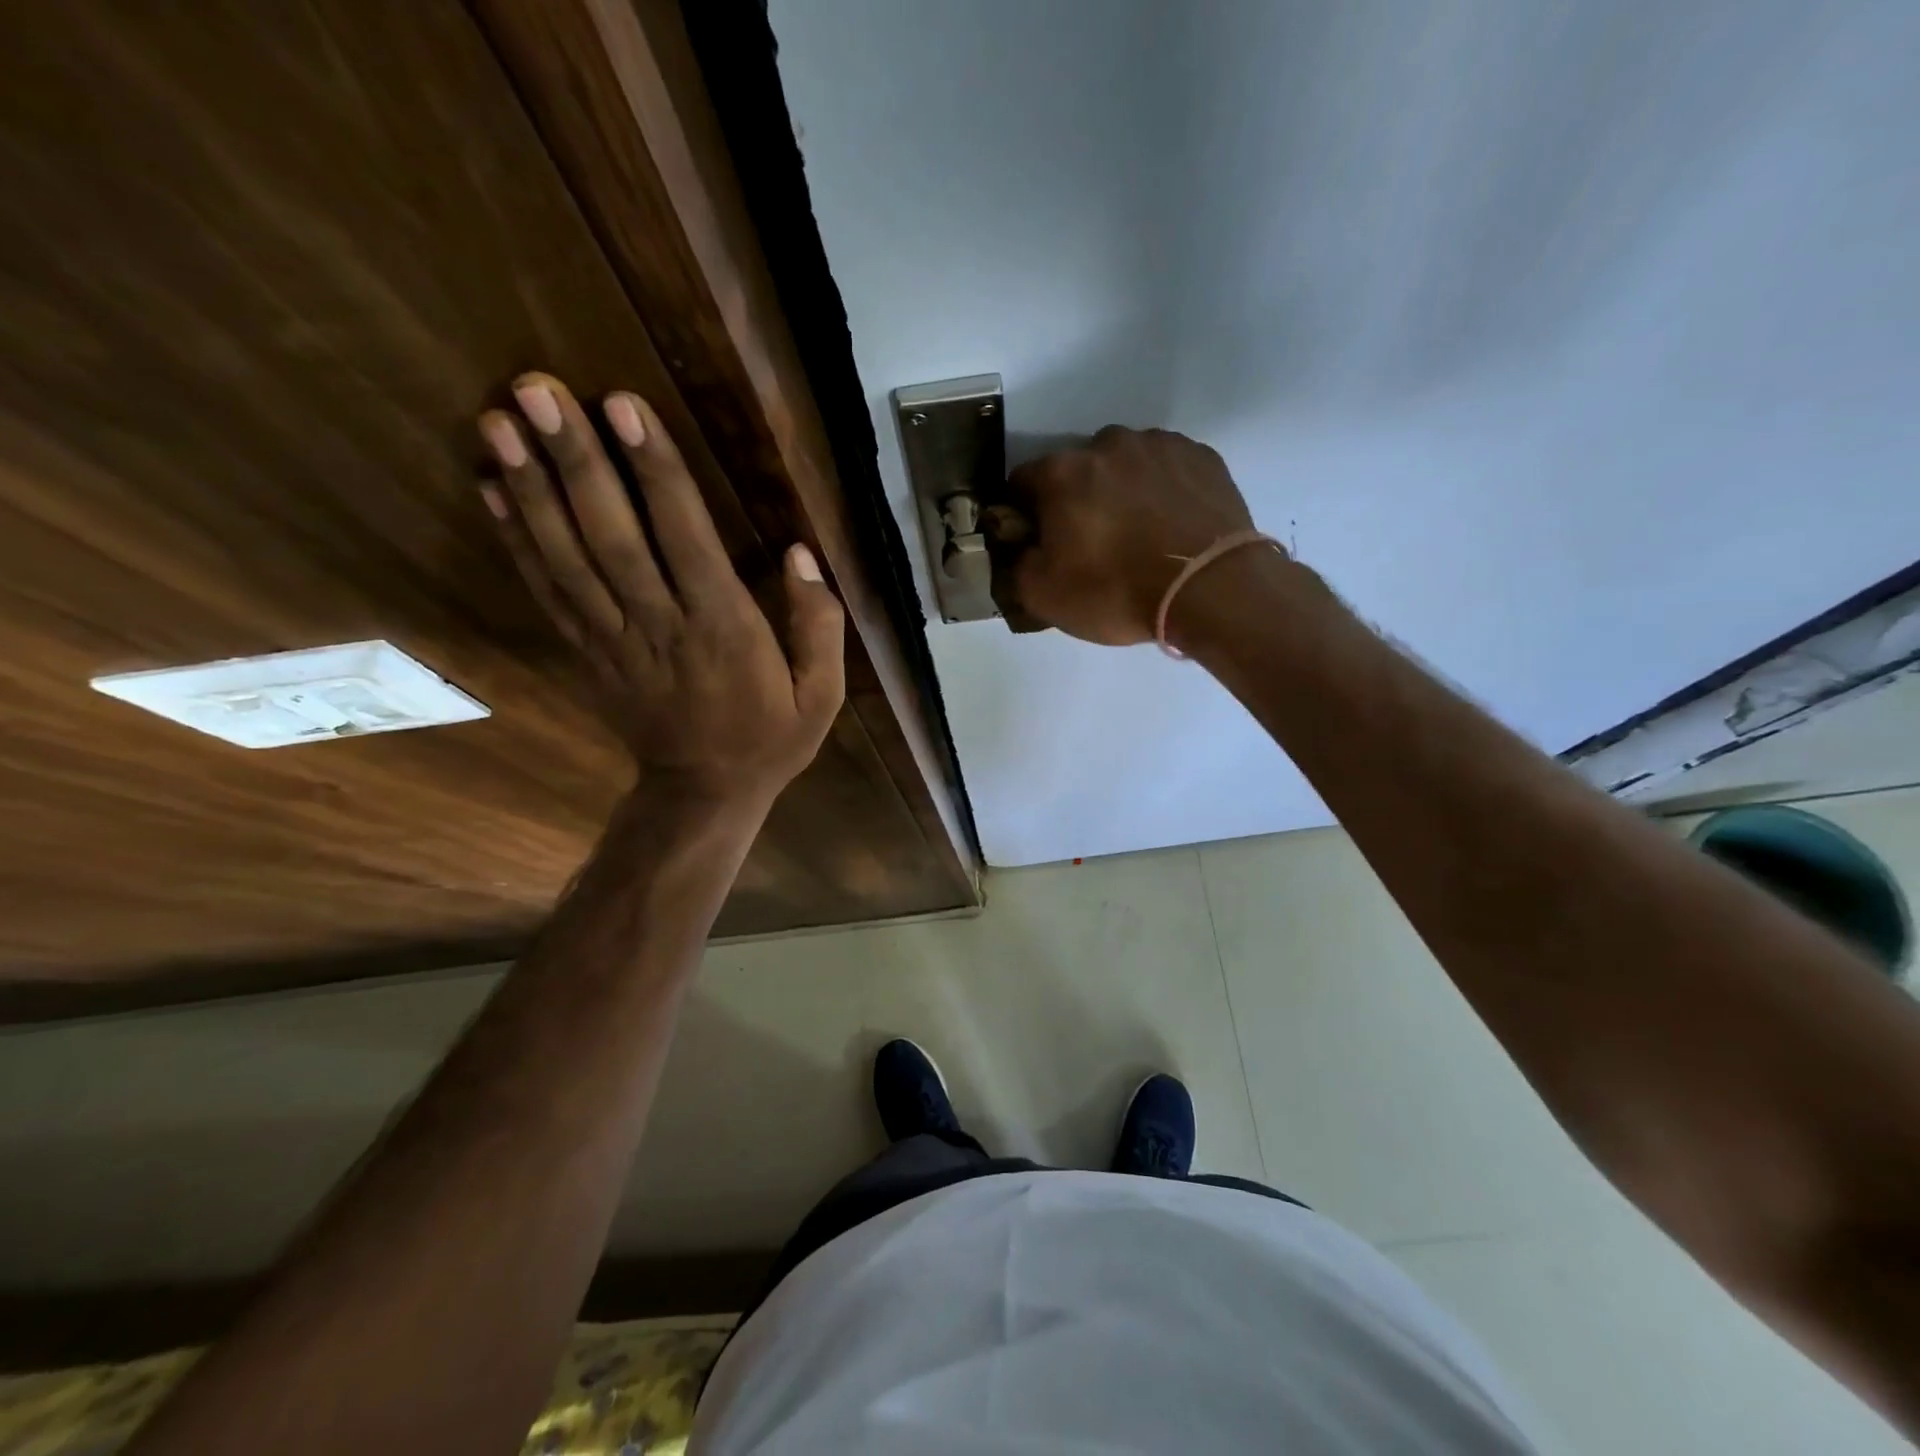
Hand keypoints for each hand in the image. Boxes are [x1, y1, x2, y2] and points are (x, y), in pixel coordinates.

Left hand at [478, 373, 843, 803]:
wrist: (704, 794)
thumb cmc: (769, 739)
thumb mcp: (821, 695)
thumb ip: (818, 624)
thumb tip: (801, 554)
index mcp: (723, 630)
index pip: (685, 539)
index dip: (655, 472)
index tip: (623, 406)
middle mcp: (660, 626)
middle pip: (611, 537)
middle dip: (575, 461)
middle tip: (536, 388)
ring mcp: (613, 640)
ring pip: (567, 558)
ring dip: (531, 489)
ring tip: (498, 420)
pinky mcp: (586, 652)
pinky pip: (548, 592)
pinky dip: (516, 540)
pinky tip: (491, 488)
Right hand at [991, 426, 1260, 645]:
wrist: (1211, 590)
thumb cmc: (1118, 592)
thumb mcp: (1045, 597)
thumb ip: (1017, 566)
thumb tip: (1019, 548)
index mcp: (1062, 473)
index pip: (1023, 482)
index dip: (1024, 513)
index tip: (1038, 541)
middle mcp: (1108, 445)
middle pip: (1077, 469)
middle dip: (1077, 499)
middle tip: (1093, 542)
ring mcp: (1159, 446)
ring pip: (1125, 464)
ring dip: (1122, 489)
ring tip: (1139, 533)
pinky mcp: (1202, 457)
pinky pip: (1168, 468)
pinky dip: (1162, 489)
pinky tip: (1171, 525)